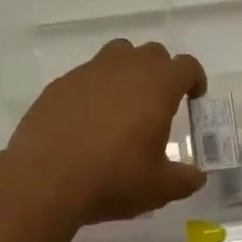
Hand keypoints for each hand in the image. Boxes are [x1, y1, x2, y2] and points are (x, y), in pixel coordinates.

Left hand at [4, 39, 207, 226]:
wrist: (45, 180)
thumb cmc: (112, 179)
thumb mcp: (158, 188)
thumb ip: (185, 179)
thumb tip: (197, 176)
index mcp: (156, 86)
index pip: (185, 66)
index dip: (194, 79)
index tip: (193, 98)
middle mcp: (124, 68)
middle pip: (152, 53)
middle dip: (161, 72)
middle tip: (159, 102)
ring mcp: (88, 72)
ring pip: (117, 54)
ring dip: (128, 71)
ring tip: (124, 103)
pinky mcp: (59, 85)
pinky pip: (86, 76)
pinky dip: (95, 89)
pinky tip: (88, 119)